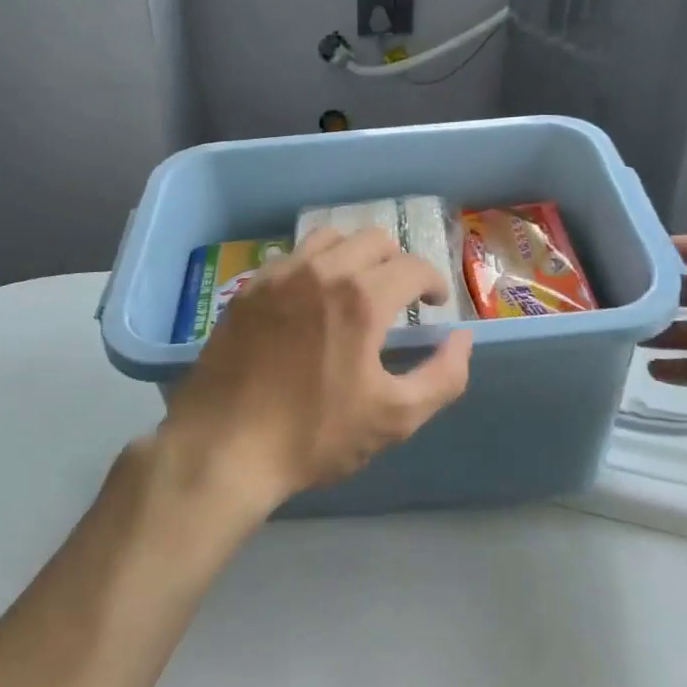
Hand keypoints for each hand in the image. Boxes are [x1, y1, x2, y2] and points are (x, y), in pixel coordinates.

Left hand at [161, 227, 473, 513]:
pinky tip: (310, 300)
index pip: (413, 266)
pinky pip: (291, 256)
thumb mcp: (394, 418)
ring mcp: (279, 275)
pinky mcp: (248, 289)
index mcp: (361, 298)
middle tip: (401, 297)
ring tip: (356, 288)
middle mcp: (321, 271)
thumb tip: (463, 339)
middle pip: (373, 239)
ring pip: (330, 237)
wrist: (223, 448)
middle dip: (397, 262)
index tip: (436, 305)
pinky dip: (314, 265)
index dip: (434, 282)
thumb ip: (443, 376)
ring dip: (354, 255)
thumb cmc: (314, 436)